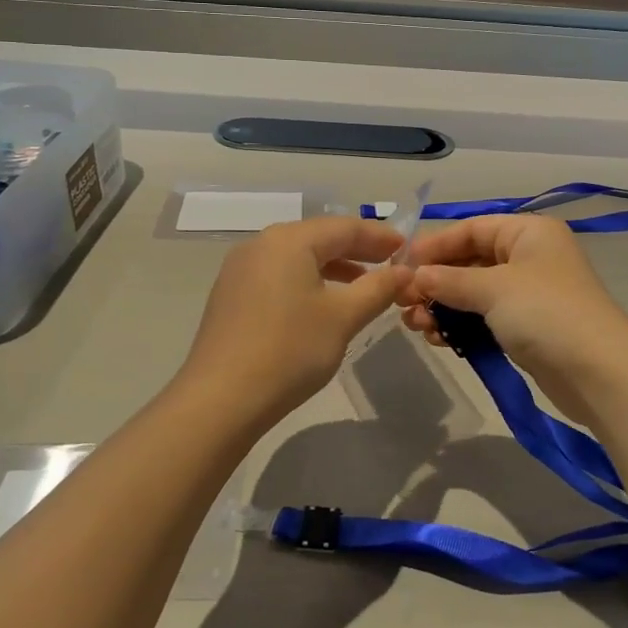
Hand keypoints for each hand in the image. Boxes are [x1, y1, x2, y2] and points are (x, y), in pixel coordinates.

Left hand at [176, 217, 410, 425]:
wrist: (220, 400)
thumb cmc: (289, 350)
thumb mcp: (343, 318)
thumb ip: (377, 288)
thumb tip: (404, 271)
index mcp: (289, 240)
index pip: (344, 227)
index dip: (379, 236)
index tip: (407, 248)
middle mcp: (261, 244)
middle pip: (318, 237)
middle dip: (357, 249)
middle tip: (390, 263)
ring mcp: (240, 269)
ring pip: (297, 257)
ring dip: (333, 266)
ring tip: (363, 284)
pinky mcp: (231, 295)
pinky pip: (278, 274)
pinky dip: (307, 280)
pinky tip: (322, 304)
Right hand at [398, 216, 627, 423]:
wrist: (599, 373)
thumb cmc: (546, 313)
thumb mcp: (493, 289)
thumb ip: (450, 280)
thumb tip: (415, 277)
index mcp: (528, 233)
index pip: (472, 229)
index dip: (436, 245)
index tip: (401, 264)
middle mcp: (529, 256)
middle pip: (471, 260)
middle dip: (436, 280)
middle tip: (403, 301)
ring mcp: (529, 293)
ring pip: (474, 292)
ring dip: (443, 305)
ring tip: (415, 324)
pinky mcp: (528, 327)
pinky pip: (484, 317)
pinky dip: (460, 324)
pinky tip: (436, 337)